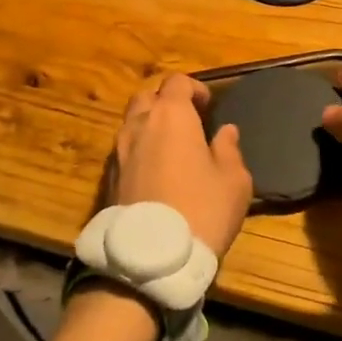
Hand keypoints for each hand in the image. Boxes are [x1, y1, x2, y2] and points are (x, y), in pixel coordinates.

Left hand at [115, 74, 252, 259]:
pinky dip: (139, 152)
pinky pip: (124, 151)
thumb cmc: (202, 210)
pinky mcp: (108, 179)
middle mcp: (139, 125)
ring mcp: (118, 152)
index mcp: (171, 116)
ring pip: (131, 123)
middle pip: (147, 96)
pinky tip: (155, 174)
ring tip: (171, 149)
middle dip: (165, 101)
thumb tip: (226, 132)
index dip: (194, 88)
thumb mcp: (233, 181)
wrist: (150, 259)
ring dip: (150, 127)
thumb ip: (229, 150)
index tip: (208, 107)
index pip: (176, 82)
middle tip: (187, 122)